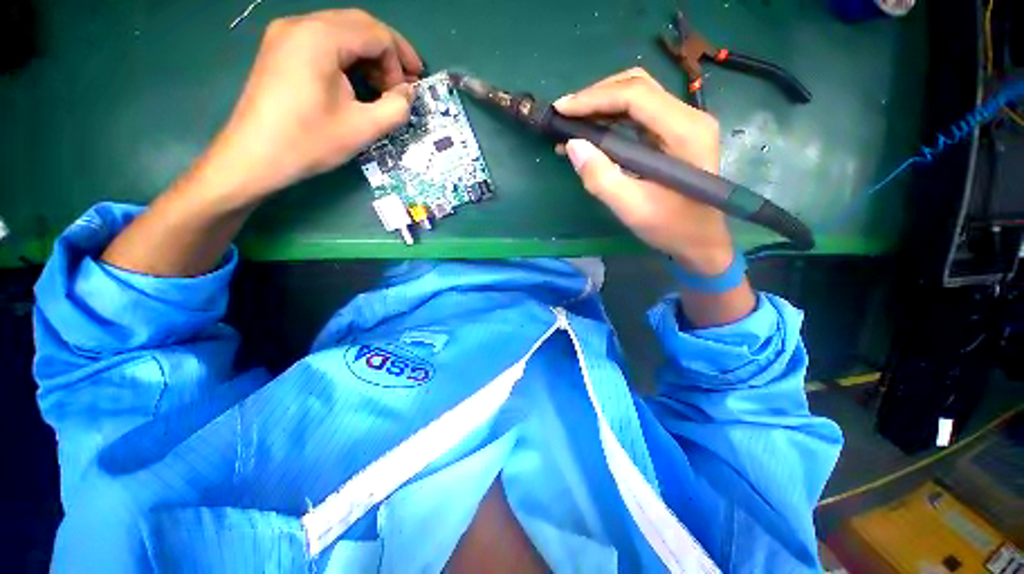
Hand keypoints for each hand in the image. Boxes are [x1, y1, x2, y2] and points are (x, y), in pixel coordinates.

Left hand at [198, 9, 422, 201]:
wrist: (255, 156)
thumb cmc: (310, 141)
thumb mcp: (363, 128)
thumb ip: (396, 107)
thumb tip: (408, 93)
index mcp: (320, 37)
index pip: (376, 34)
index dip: (400, 62)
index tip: (408, 93)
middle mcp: (302, 24)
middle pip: (360, 25)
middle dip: (389, 53)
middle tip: (406, 83)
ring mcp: (287, 34)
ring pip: (343, 31)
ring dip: (369, 55)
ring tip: (383, 87)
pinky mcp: (281, 48)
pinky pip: (325, 41)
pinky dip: (349, 58)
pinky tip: (357, 82)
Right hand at [554, 68, 732, 274]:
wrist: (700, 241)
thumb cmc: (671, 227)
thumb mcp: (632, 208)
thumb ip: (601, 178)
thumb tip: (572, 145)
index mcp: (685, 132)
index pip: (636, 95)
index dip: (594, 98)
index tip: (561, 110)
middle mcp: (689, 117)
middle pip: (637, 86)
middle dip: (596, 96)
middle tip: (564, 115)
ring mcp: (683, 124)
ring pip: (637, 97)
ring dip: (601, 106)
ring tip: (572, 123)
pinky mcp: (674, 135)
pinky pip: (639, 116)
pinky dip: (611, 119)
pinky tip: (591, 133)